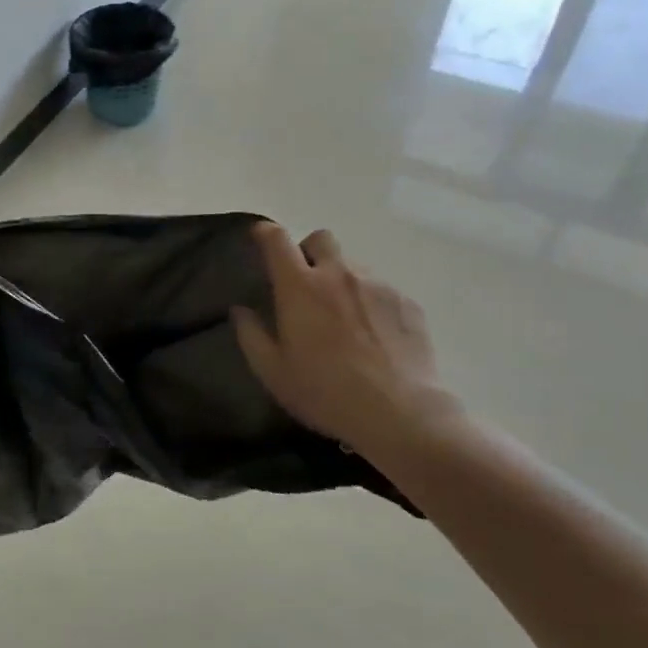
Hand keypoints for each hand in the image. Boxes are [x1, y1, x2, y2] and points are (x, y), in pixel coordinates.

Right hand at [231, 223, 462, 462]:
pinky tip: (375, 336)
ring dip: (342, 281)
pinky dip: (371, 302)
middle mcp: (339, 274)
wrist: (400, 414)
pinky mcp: (407, 301)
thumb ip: (251, 335)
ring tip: (345, 319)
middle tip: (306, 284)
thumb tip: (240, 310)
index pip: (277, 239)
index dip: (266, 233)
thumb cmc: (326, 393)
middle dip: (309, 252)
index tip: (261, 239)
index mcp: (300, 287)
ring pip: (353, 266)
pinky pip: (382, 289)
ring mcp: (377, 285)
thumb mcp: (273, 372)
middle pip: (321, 239)